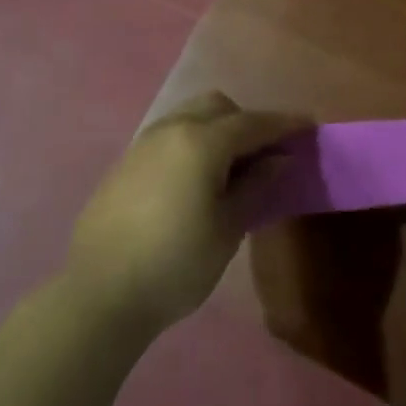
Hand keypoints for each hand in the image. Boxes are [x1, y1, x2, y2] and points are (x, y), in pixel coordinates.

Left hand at [67, 92, 308, 332]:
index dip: (284, 124)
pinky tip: (191, 182)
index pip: (254, 123)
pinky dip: (190, 145)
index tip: (308, 126)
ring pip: (189, 117)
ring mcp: (143, 145)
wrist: (97, 298)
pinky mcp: (124, 165)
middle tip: (262, 154)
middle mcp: (172, 130)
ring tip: (227, 168)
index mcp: (202, 141)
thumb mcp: (228, 229)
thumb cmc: (175, 265)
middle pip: (217, 107)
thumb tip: (278, 160)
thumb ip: (256, 186)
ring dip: (215, 130)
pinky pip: (168, 138)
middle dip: (245, 121)